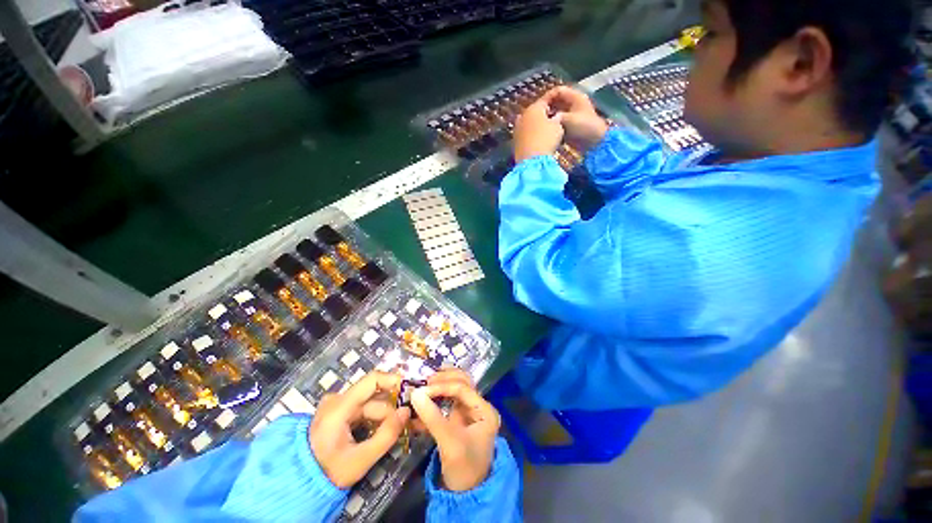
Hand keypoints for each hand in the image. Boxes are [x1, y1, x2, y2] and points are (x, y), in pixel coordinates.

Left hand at [310, 372, 409, 488]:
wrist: (301, 483)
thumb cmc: (329, 472)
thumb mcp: (361, 459)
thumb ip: (387, 435)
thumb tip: (407, 411)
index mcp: (340, 407)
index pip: (372, 380)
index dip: (394, 380)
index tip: (411, 390)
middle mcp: (338, 400)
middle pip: (374, 397)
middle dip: (392, 408)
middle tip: (409, 420)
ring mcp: (336, 405)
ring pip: (370, 404)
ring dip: (385, 415)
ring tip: (398, 429)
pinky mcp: (338, 412)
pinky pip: (362, 409)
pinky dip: (375, 418)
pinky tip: (384, 429)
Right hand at [410, 369, 499, 491]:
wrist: (465, 495)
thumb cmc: (464, 469)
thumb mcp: (449, 443)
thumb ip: (433, 418)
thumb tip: (415, 393)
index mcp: (484, 410)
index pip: (463, 388)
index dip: (442, 386)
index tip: (422, 389)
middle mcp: (478, 406)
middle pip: (462, 382)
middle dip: (444, 379)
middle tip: (425, 381)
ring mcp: (468, 412)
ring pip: (455, 389)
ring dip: (440, 385)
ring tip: (424, 385)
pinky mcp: (458, 419)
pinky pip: (447, 402)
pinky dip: (436, 399)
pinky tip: (423, 401)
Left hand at [513, 99, 564, 162]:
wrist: (530, 160)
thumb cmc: (546, 139)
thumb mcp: (558, 126)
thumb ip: (557, 118)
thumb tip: (555, 117)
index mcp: (534, 108)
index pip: (545, 98)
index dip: (553, 97)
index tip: (560, 97)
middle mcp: (523, 115)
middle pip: (535, 110)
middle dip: (543, 111)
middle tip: (553, 114)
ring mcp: (517, 128)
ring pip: (528, 121)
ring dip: (535, 122)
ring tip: (545, 127)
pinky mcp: (514, 140)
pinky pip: (525, 132)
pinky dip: (530, 132)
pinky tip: (536, 137)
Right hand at [542, 86, 608, 150]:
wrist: (595, 142)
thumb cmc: (584, 127)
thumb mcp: (568, 119)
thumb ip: (555, 117)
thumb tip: (545, 119)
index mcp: (575, 97)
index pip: (558, 91)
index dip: (548, 96)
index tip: (538, 106)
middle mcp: (573, 103)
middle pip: (557, 101)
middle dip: (547, 107)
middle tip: (537, 116)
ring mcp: (573, 114)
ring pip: (557, 111)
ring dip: (550, 117)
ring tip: (540, 123)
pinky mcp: (571, 125)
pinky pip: (559, 121)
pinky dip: (553, 124)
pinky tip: (547, 130)